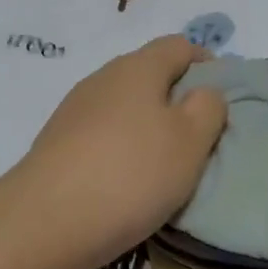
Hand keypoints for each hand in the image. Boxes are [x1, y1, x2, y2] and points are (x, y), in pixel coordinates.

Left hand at [7, 36, 227, 268]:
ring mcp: (74, 111)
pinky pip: (101, 135)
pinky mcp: (56, 144)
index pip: (178, 45)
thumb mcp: (190, 141)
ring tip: (165, 164)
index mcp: (137, 67)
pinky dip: (121, 149)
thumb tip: (203, 92)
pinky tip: (127, 182)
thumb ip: (208, 108)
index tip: (222, 95)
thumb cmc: (131, 174)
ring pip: (123, 106)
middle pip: (148, 74)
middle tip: (199, 136)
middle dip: (176, 97)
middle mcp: (102, 79)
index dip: (205, 62)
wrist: (44, 223)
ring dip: (147, 126)